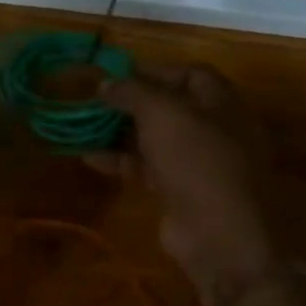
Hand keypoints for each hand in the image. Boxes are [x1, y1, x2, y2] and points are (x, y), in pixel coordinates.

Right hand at [97, 64, 281, 305]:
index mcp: (221, 102)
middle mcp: (213, 128)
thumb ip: (131, 91)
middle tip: (94, 100)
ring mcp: (196, 162)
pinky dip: (118, 159)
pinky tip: (88, 156)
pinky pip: (144, 166)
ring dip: (119, 131)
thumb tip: (104, 82)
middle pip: (168, 106)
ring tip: (83, 125)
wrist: (220, 234)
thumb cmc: (197, 159)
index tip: (116, 73)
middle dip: (130, 102)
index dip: (153, 70)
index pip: (189, 73)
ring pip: (153, 137)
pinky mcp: (178, 190)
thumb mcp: (161, 113)